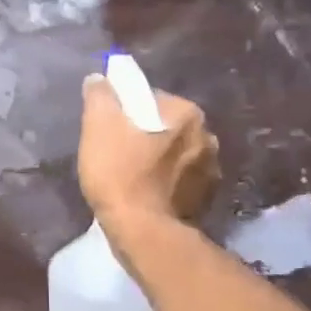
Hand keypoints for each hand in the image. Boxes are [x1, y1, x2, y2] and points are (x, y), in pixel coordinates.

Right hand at [77, 75, 219, 232]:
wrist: (143, 232)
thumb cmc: (120, 174)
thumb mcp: (98, 128)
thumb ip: (99, 97)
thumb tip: (99, 79)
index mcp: (187, 114)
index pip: (151, 99)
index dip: (125, 111)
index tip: (108, 129)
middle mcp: (208, 137)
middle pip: (166, 127)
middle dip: (145, 136)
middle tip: (116, 154)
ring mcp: (211, 171)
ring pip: (176, 155)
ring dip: (158, 161)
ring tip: (130, 178)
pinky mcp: (206, 200)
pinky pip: (181, 181)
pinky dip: (165, 184)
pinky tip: (145, 195)